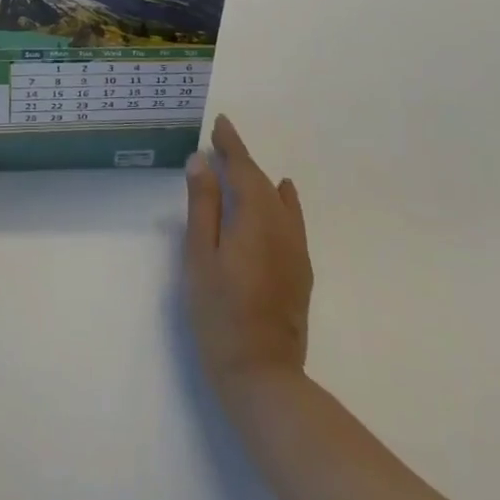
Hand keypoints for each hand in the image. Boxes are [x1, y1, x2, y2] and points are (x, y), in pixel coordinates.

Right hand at [184, 115, 312, 395]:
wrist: (264, 377)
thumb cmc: (220, 313)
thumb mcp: (200, 256)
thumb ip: (203, 205)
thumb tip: (202, 161)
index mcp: (255, 217)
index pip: (243, 169)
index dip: (231, 145)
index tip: (220, 123)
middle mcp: (282, 227)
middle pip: (261, 182)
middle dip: (242, 159)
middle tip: (221, 141)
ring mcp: (295, 251)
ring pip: (278, 201)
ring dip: (259, 180)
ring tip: (242, 166)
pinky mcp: (300, 272)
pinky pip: (292, 220)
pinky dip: (283, 201)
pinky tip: (283, 195)